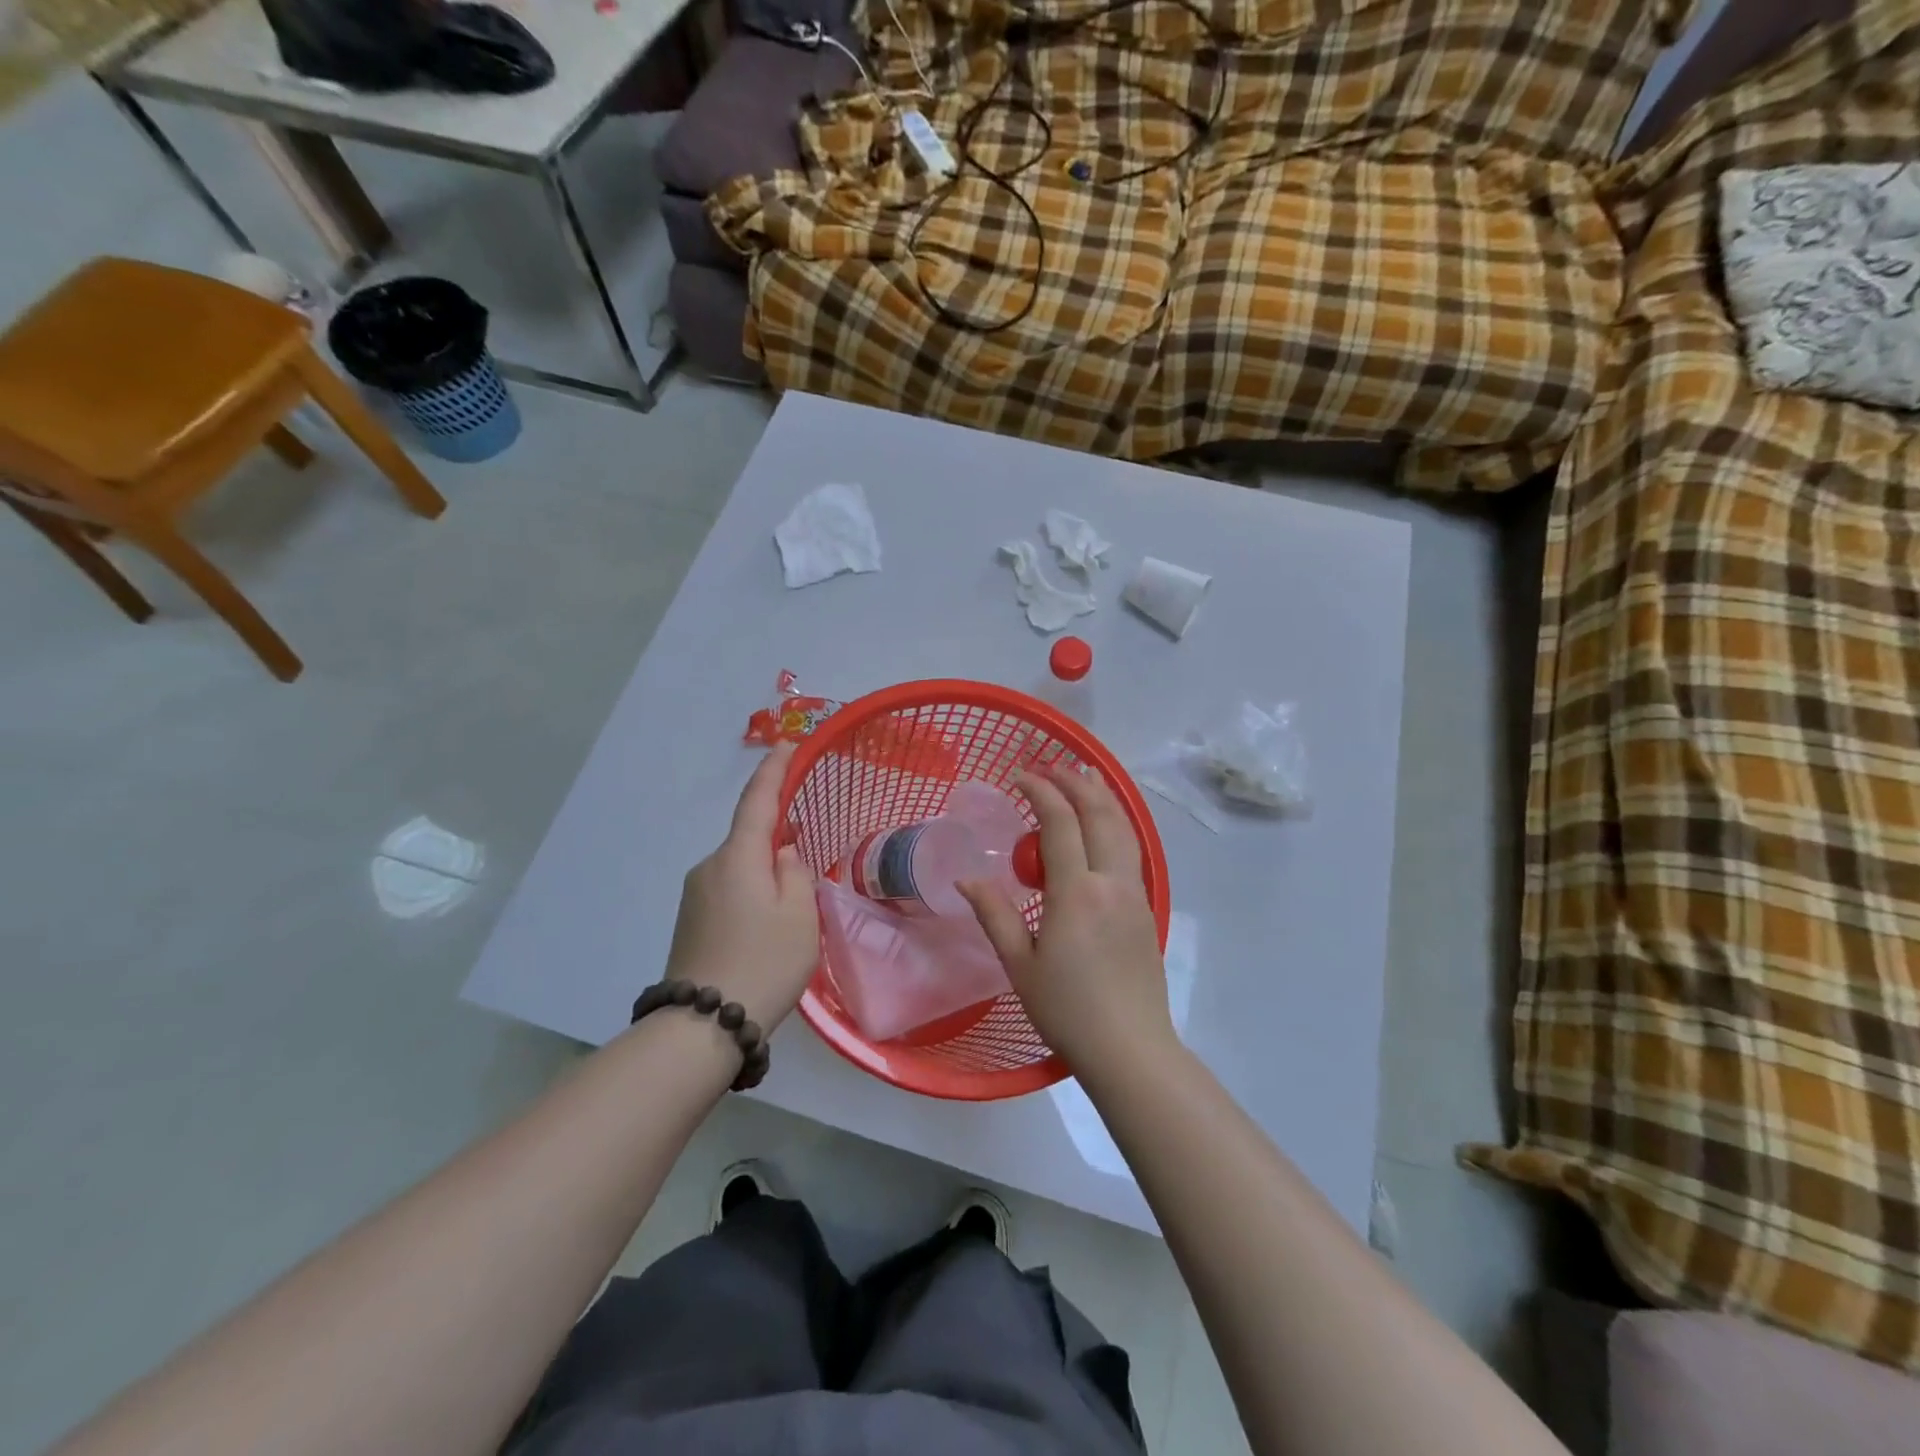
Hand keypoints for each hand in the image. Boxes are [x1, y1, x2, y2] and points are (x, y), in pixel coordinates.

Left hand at [664, 741, 818, 1030]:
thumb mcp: (799, 914)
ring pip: (740, 869)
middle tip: (807, 864)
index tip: (787, 743)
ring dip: (764, 875)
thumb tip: (782, 854)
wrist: (703, 1025)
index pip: (757, 800)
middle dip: (778, 841)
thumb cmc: (764, 961)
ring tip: (789, 915)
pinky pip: (729, 891)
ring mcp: (695, 895)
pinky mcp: (690, 921)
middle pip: (749, 839)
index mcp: (738, 856)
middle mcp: (709, 866)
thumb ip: (795, 873)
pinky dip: (751, 895)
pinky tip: (765, 929)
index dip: (774, 769)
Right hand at [959, 765, 1172, 1076]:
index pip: (1060, 823)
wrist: (1131, 1049)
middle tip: (1053, 765)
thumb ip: (994, 915)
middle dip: (1076, 782)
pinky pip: (1131, 850)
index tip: (1019, 775)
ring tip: (1086, 775)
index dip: (1040, 791)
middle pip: (1100, 815)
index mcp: (1076, 893)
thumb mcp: (1019, 965)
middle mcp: (1111, 883)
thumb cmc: (1067, 1011)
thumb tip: (967, 879)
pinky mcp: (1146, 909)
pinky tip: (1104, 826)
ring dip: (1102, 797)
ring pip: (1124, 829)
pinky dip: (1115, 823)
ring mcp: (1135, 894)